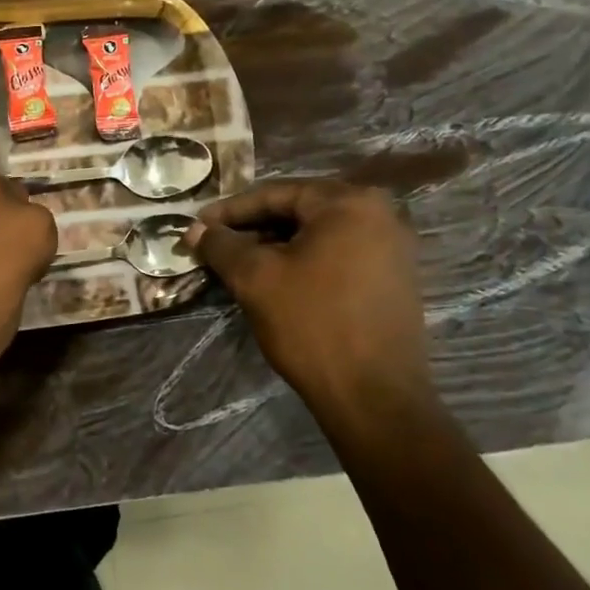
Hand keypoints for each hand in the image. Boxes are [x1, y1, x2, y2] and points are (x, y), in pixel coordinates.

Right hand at [188, 181, 434, 434]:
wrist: (374, 396)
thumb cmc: (312, 324)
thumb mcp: (255, 278)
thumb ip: (221, 245)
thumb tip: (195, 229)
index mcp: (349, 202)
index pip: (275, 193)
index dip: (229, 210)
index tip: (197, 226)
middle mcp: (380, 214)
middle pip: (298, 210)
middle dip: (252, 227)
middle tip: (215, 245)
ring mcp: (393, 247)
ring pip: (317, 234)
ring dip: (274, 245)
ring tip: (238, 264)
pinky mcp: (394, 278)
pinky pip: (337, 255)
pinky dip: (302, 261)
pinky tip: (274, 280)